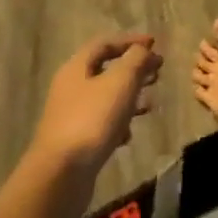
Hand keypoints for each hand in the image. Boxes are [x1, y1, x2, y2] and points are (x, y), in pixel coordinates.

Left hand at [29, 33, 162, 181]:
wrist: (60, 176)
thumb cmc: (92, 120)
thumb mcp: (120, 82)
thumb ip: (135, 60)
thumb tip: (143, 49)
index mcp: (77, 68)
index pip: (105, 43)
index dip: (130, 40)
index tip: (155, 44)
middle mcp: (71, 88)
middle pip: (106, 70)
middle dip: (134, 69)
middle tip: (157, 72)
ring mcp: (71, 117)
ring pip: (106, 98)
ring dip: (130, 97)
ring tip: (151, 104)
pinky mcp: (76, 142)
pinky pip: (101, 124)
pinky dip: (119, 124)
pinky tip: (129, 135)